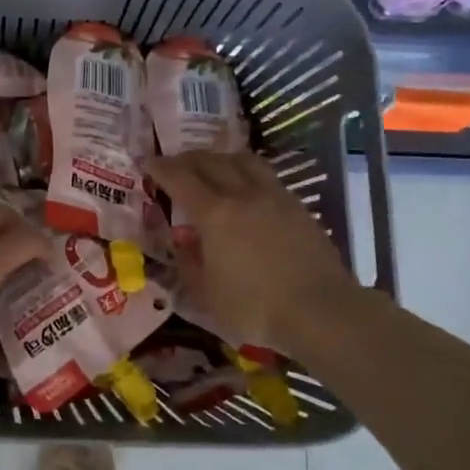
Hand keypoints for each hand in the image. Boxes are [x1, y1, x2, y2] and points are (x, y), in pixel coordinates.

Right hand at [148, 150, 364, 354]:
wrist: (321, 311)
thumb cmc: (256, 308)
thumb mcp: (207, 295)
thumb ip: (190, 264)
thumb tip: (182, 243)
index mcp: (214, 214)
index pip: (180, 179)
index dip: (161, 168)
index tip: (148, 162)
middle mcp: (242, 195)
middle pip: (210, 162)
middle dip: (187, 158)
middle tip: (174, 163)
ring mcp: (274, 197)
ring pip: (243, 160)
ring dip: (220, 157)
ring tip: (212, 166)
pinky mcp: (298, 207)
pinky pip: (266, 176)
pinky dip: (247, 172)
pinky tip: (247, 188)